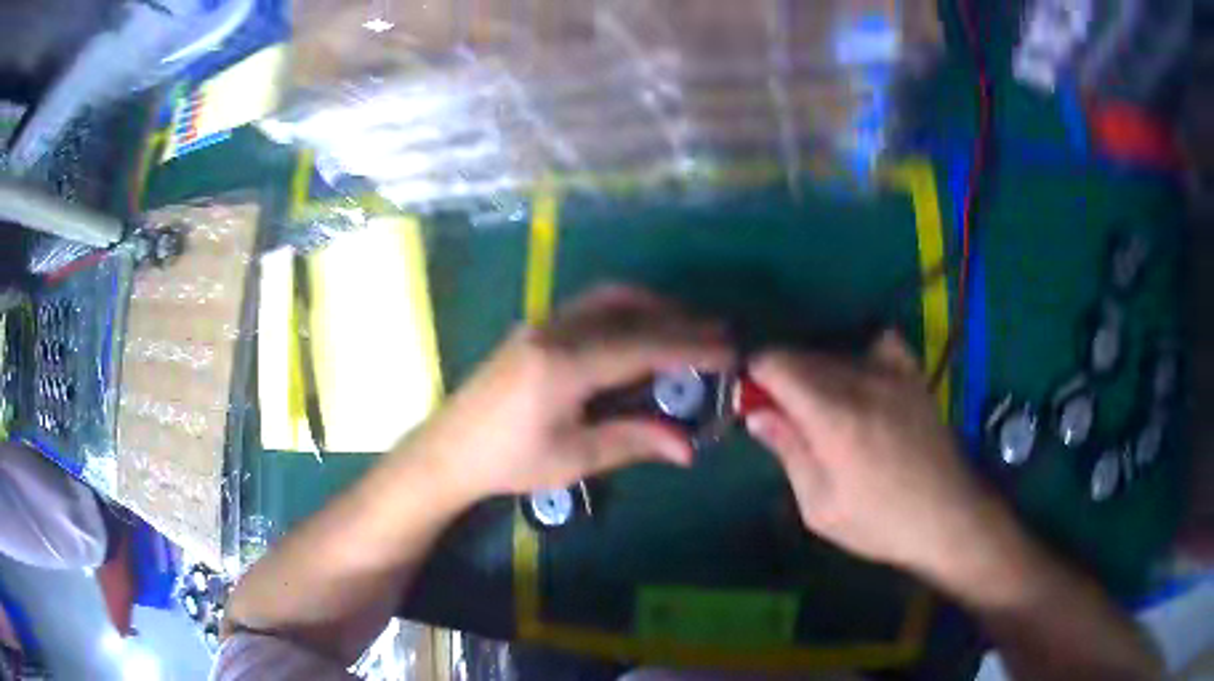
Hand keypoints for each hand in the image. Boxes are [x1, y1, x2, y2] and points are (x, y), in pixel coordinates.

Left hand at [420, 285, 731, 498]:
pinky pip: (593, 305)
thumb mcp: (573, 457)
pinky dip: (628, 310)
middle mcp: (557, 330)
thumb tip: (688, 448)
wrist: (450, 449)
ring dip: (654, 307)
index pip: (643, 345)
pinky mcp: (537, 327)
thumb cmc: (509, 462)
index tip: (730, 352)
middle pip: (630, 308)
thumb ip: (633, 441)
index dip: (691, 346)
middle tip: (719, 333)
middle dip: (679, 318)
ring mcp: (544, 322)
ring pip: (610, 298)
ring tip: (688, 328)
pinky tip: (642, 331)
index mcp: (565, 364)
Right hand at [746, 332, 994, 577]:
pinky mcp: (912, 374)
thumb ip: (789, 453)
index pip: (777, 363)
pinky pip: (877, 342)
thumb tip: (757, 414)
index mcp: (833, 417)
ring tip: (821, 411)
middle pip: (801, 355)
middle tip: (783, 416)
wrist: (947, 516)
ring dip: (814, 373)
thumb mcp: (821, 506)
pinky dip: (859, 353)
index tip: (751, 400)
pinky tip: (860, 380)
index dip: (754, 375)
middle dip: (781, 378)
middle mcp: (860, 381)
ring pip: (833, 351)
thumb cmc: (879, 523)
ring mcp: (891, 373)